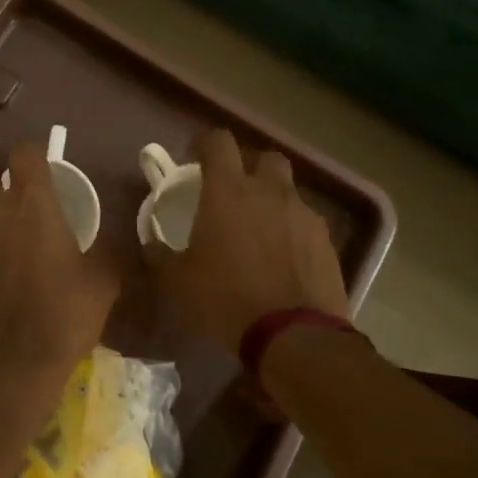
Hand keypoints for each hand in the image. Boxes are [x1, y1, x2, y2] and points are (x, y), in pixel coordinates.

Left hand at [0, 143, 120, 394]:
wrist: (9, 367)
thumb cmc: (63, 317)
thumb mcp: (103, 283)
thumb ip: (111, 250)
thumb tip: (117, 236)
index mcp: (32, 207)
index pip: (24, 154)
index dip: (33, 154)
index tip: (44, 166)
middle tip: (18, 194)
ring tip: (8, 236)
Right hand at [155, 129, 349, 350]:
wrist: (295, 336)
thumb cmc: (226, 299)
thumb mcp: (177, 282)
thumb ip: (160, 255)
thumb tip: (151, 243)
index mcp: (228, 191)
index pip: (218, 142)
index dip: (205, 144)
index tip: (196, 158)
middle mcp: (269, 192)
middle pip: (265, 157)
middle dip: (250, 168)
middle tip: (235, 193)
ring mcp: (303, 214)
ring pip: (288, 191)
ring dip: (273, 201)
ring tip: (261, 232)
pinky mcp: (326, 241)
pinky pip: (306, 223)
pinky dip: (293, 231)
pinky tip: (284, 259)